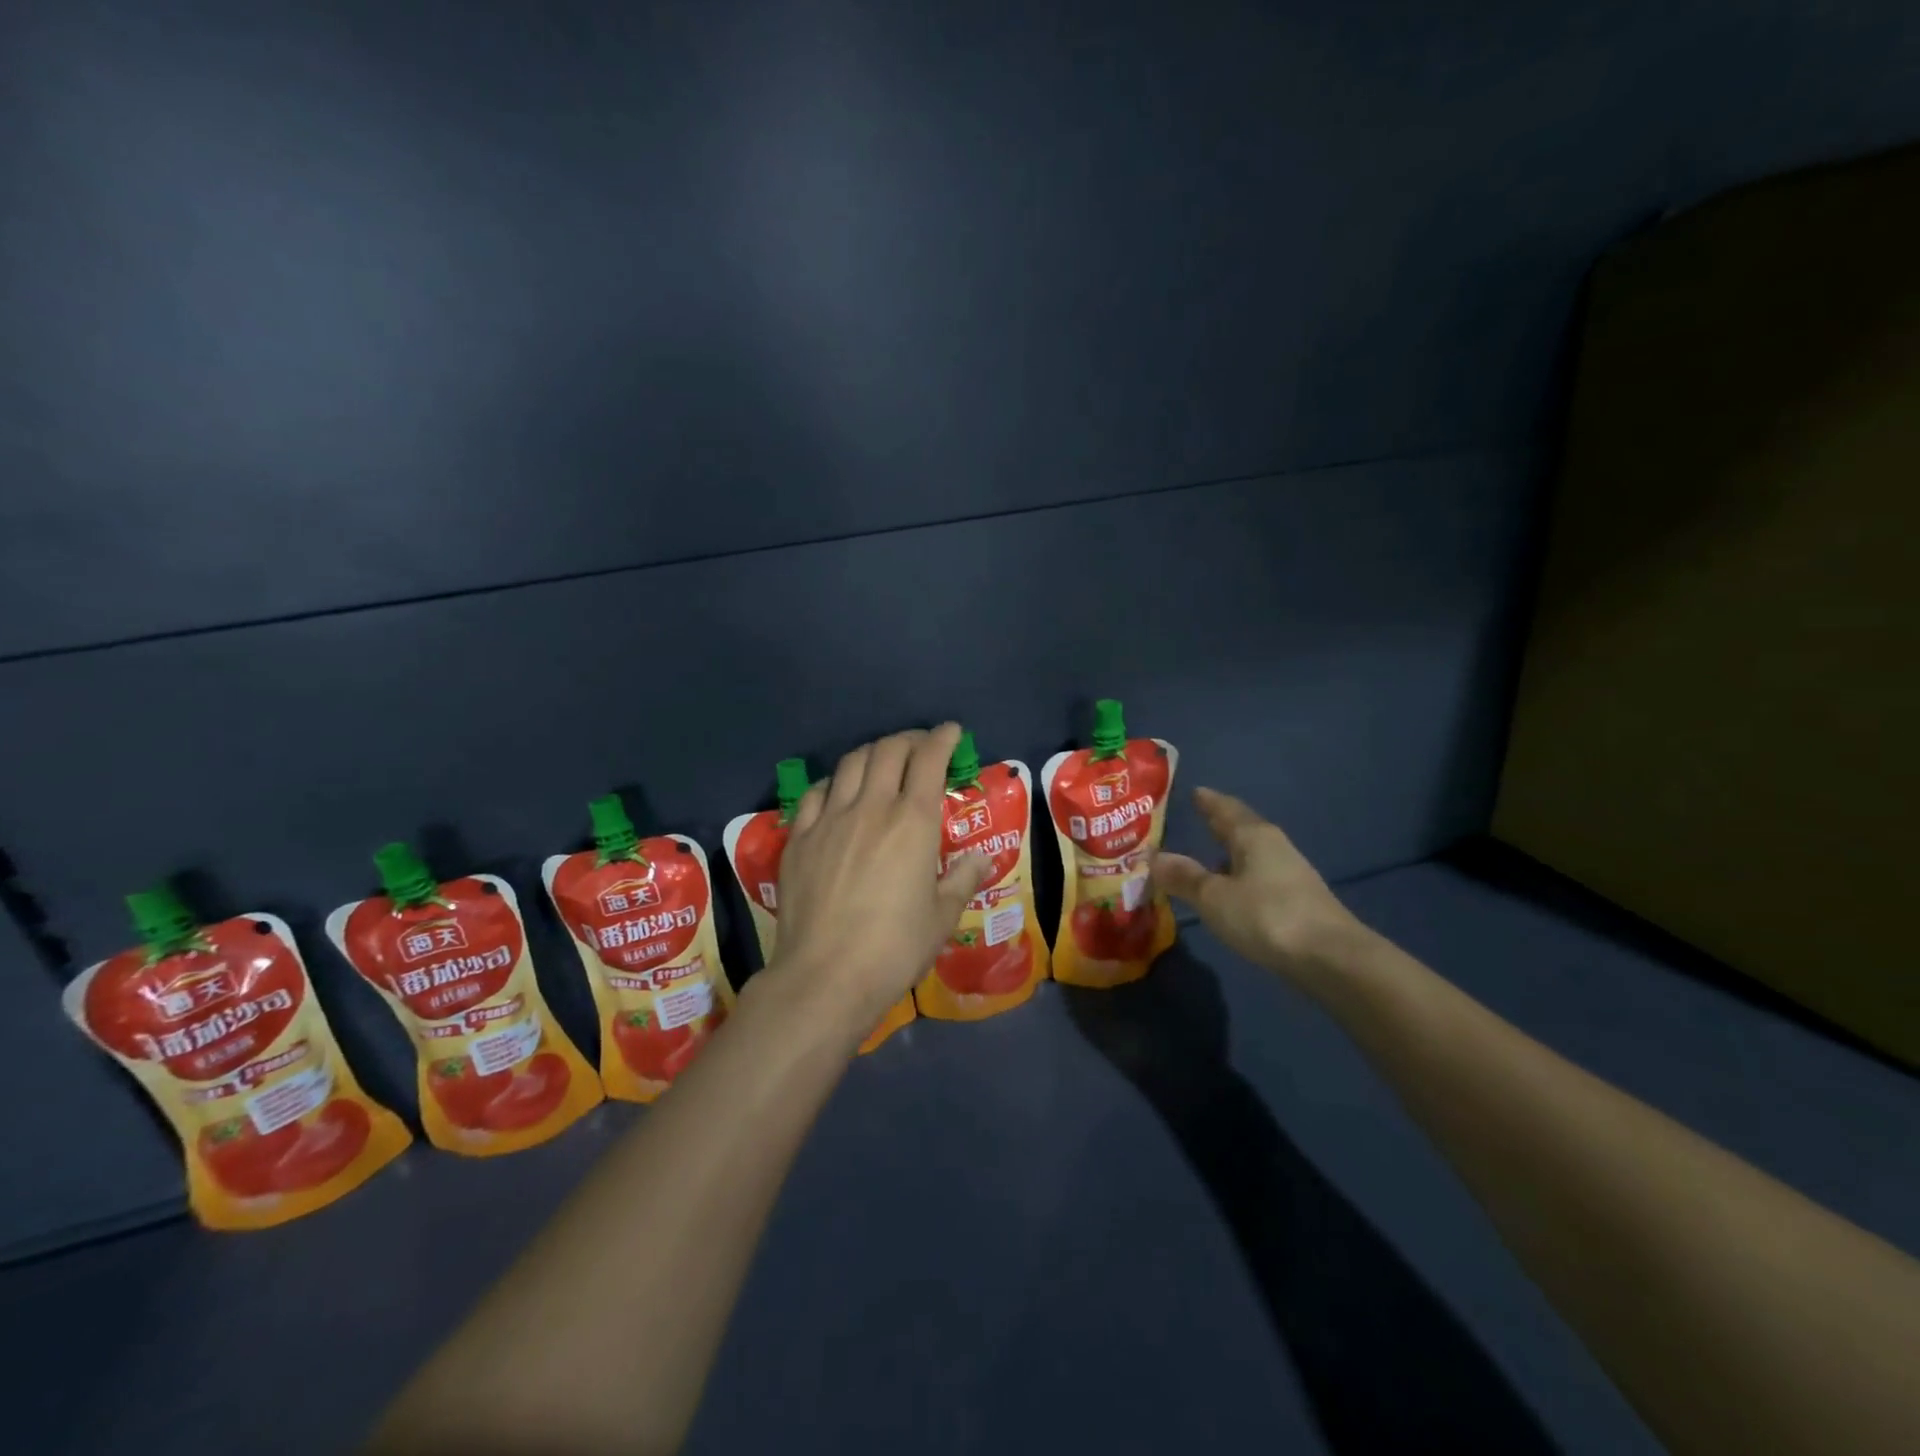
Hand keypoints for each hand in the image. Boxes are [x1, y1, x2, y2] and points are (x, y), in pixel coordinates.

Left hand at [769, 724, 994, 1029]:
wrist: (826, 976)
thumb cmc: (895, 948)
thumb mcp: (942, 917)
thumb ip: (963, 879)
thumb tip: (981, 858)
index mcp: (913, 822)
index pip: (929, 759)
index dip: (942, 738)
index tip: (951, 732)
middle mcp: (872, 808)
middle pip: (888, 750)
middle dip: (909, 739)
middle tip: (921, 746)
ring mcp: (830, 820)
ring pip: (851, 764)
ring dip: (872, 753)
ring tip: (883, 761)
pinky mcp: (800, 838)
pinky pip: (816, 793)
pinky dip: (835, 783)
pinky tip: (839, 793)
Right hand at [1152, 787, 1362, 986]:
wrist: (1332, 959)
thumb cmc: (1266, 916)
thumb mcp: (1214, 897)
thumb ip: (1184, 877)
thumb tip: (1154, 856)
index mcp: (1253, 836)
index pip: (1225, 809)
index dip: (1208, 801)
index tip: (1194, 792)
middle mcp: (1274, 847)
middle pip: (1243, 829)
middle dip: (1220, 824)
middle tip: (1198, 819)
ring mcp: (1291, 875)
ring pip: (1253, 855)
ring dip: (1231, 854)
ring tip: (1207, 859)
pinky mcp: (1299, 902)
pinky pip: (1260, 878)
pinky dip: (1241, 878)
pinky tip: (1232, 893)